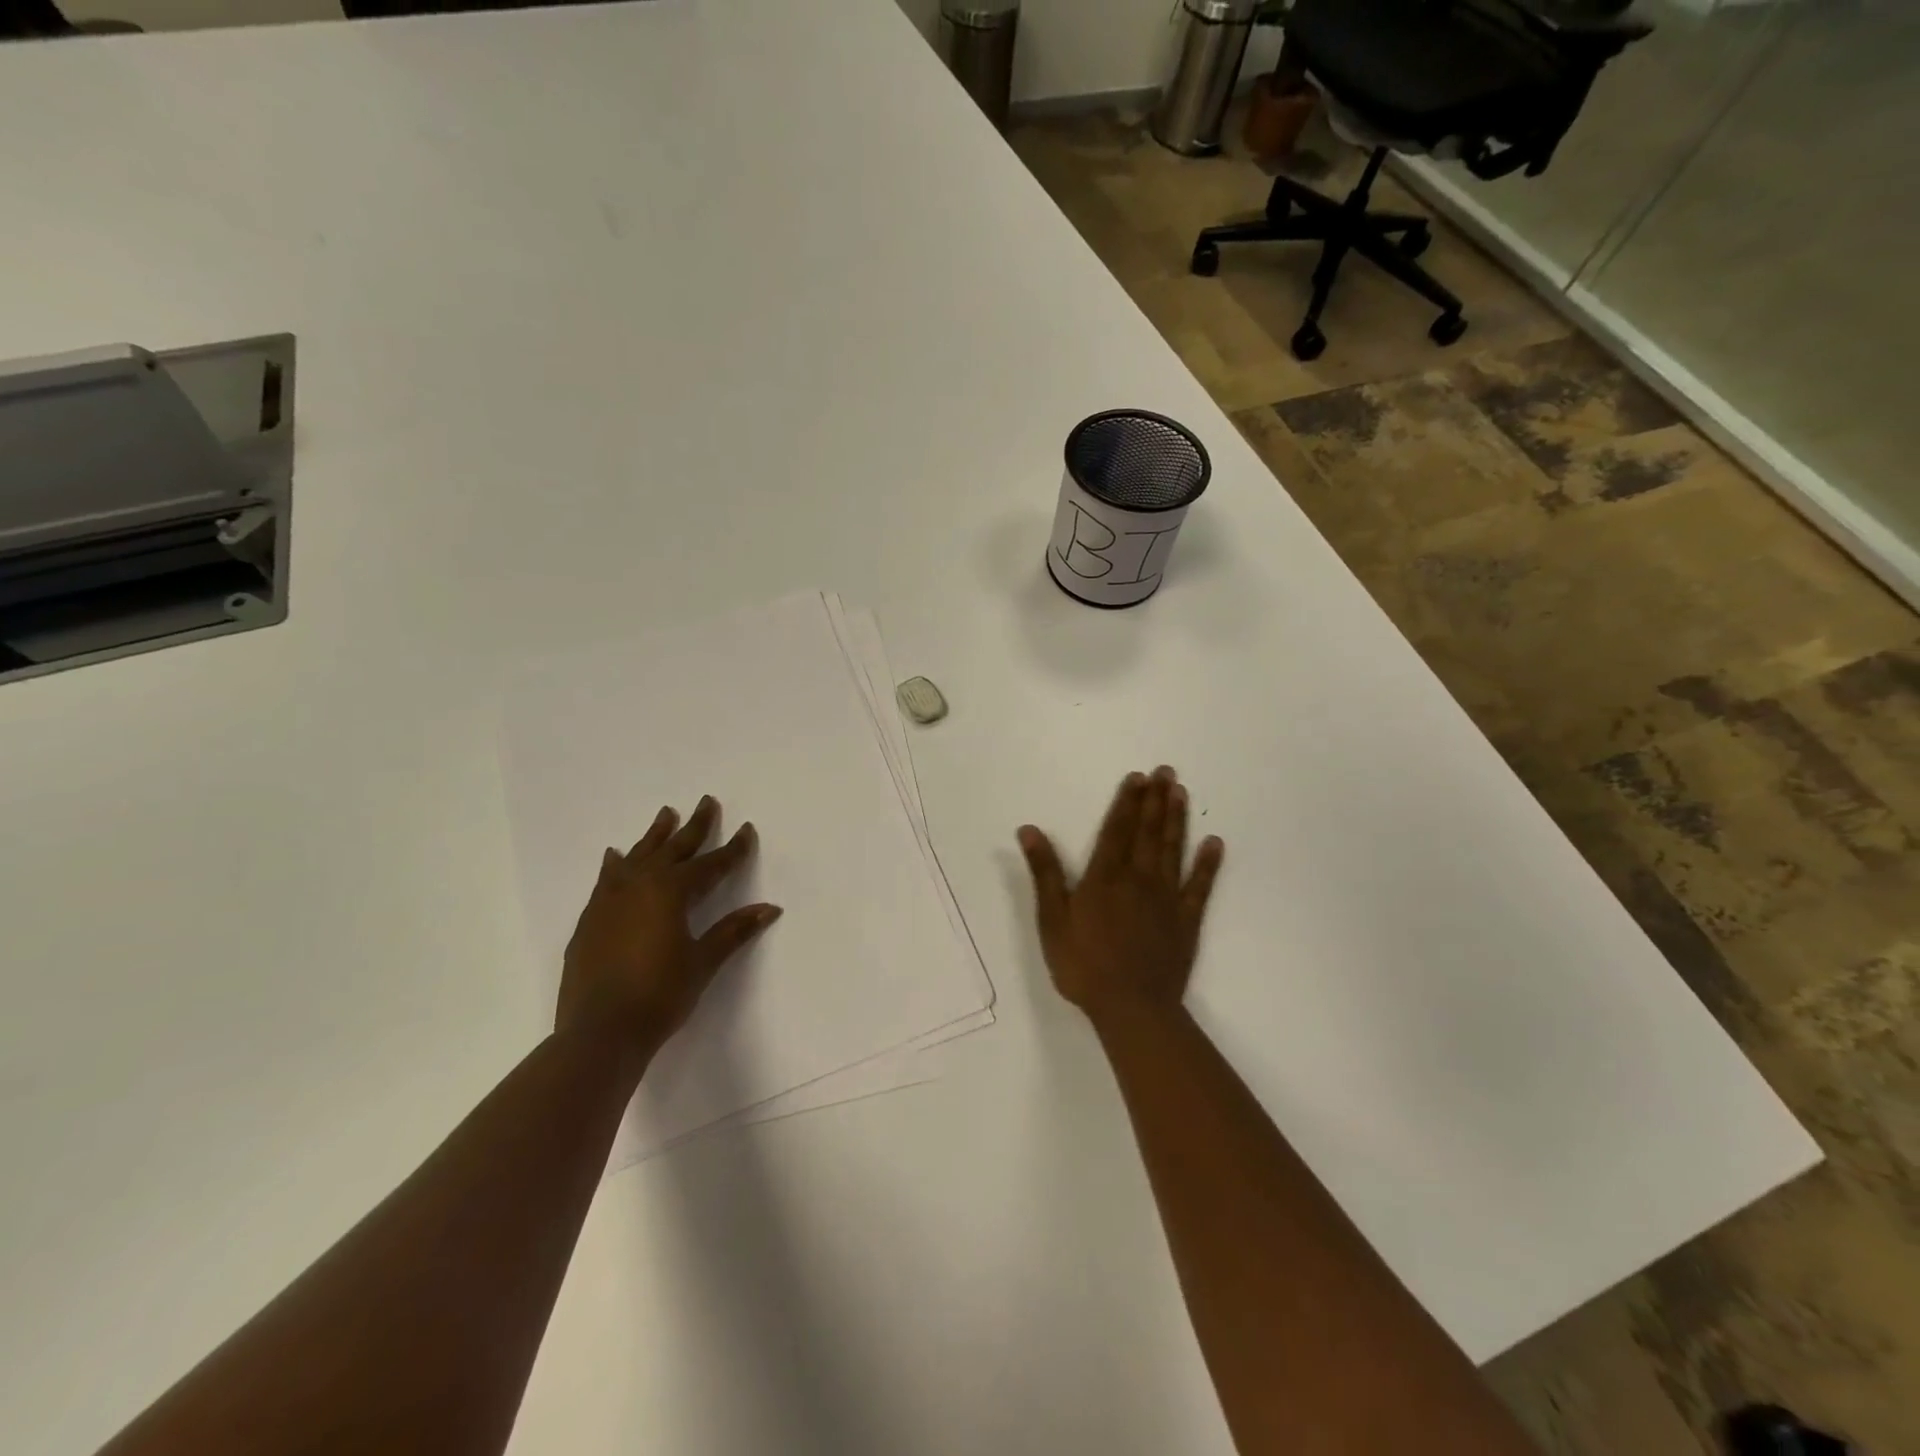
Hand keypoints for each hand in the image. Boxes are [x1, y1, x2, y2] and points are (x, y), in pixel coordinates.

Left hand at [558, 795, 781, 1050]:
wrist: (599, 1032)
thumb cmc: (660, 995)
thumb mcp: (702, 962)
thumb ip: (733, 931)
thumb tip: (769, 907)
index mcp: (671, 891)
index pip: (711, 864)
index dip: (733, 849)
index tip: (747, 829)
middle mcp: (639, 885)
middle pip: (673, 848)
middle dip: (694, 827)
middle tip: (707, 802)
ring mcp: (610, 901)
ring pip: (637, 856)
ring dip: (654, 836)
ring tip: (666, 814)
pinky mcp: (590, 919)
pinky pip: (608, 879)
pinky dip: (617, 864)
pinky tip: (616, 857)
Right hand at [1018, 766, 1223, 1022]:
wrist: (1131, 1006)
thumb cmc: (1083, 964)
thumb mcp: (1052, 919)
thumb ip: (1044, 872)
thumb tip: (1029, 830)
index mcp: (1105, 877)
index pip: (1116, 830)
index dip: (1126, 802)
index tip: (1137, 777)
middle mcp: (1138, 878)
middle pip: (1147, 832)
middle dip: (1155, 800)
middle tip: (1166, 771)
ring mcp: (1166, 898)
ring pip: (1173, 849)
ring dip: (1177, 819)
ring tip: (1181, 792)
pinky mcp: (1186, 920)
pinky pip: (1199, 886)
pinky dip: (1207, 864)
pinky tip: (1214, 843)